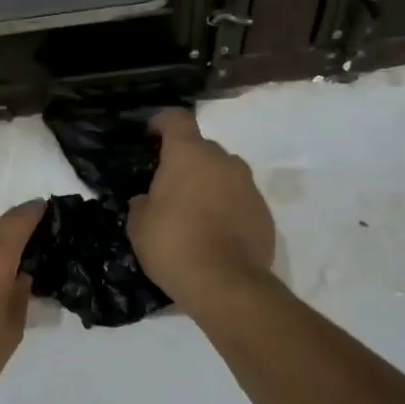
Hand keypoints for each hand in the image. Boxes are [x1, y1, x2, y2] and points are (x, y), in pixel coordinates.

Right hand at [127, 109, 275, 305]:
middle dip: (187, 162)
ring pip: (224, 174)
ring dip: (210, 184)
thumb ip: (143, 203)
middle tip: (170, 186)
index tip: (152, 132)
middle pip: (203, 149)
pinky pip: (240, 200)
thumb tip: (148, 200)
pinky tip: (215, 233)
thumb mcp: (139, 224)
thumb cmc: (173, 243)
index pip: (177, 119)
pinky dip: (227, 208)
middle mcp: (223, 162)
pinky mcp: (265, 213)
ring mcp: (249, 187)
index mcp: (188, 155)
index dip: (163, 121)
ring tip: (194, 212)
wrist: (225, 283)